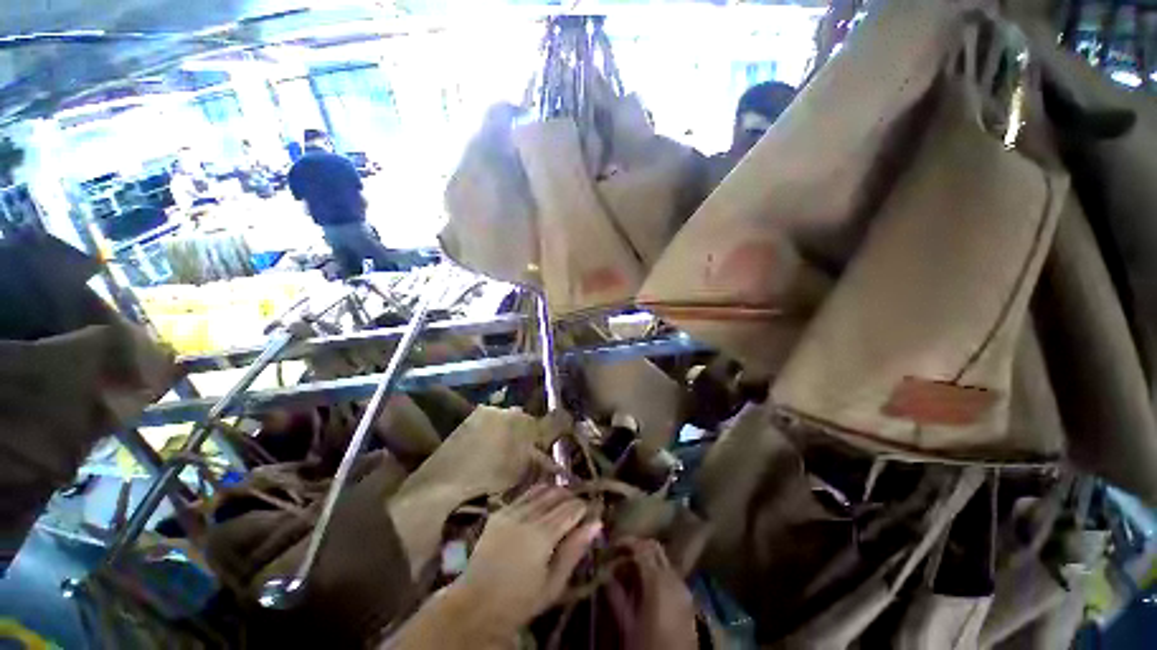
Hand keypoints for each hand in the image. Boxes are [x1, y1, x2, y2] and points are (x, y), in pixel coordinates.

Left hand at [452, 485, 602, 635]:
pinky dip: (537, 494)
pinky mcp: (499, 512)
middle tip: (578, 508)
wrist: (476, 605)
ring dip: (555, 492)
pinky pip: (523, 494)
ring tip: (562, 503)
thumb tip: (597, 523)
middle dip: (571, 497)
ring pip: (540, 490)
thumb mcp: (553, 583)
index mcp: (542, 535)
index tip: (592, 511)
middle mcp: (527, 516)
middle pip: (557, 495)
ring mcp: (510, 511)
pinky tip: (541, 502)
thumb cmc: (520, 601)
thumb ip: (575, 550)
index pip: (571, 508)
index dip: (584, 507)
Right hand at [608, 539, 698, 649]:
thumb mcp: (627, 625)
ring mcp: (682, 588)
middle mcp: (672, 578)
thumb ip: (617, 596)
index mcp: (657, 581)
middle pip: (653, 548)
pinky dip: (655, 573)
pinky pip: (669, 575)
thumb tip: (606, 574)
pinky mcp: (686, 599)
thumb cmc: (648, 648)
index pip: (640, 548)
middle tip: (618, 554)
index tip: (610, 545)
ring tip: (627, 570)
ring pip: (662, 560)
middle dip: (635, 547)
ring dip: (645, 559)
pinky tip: (642, 585)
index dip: (624, 543)